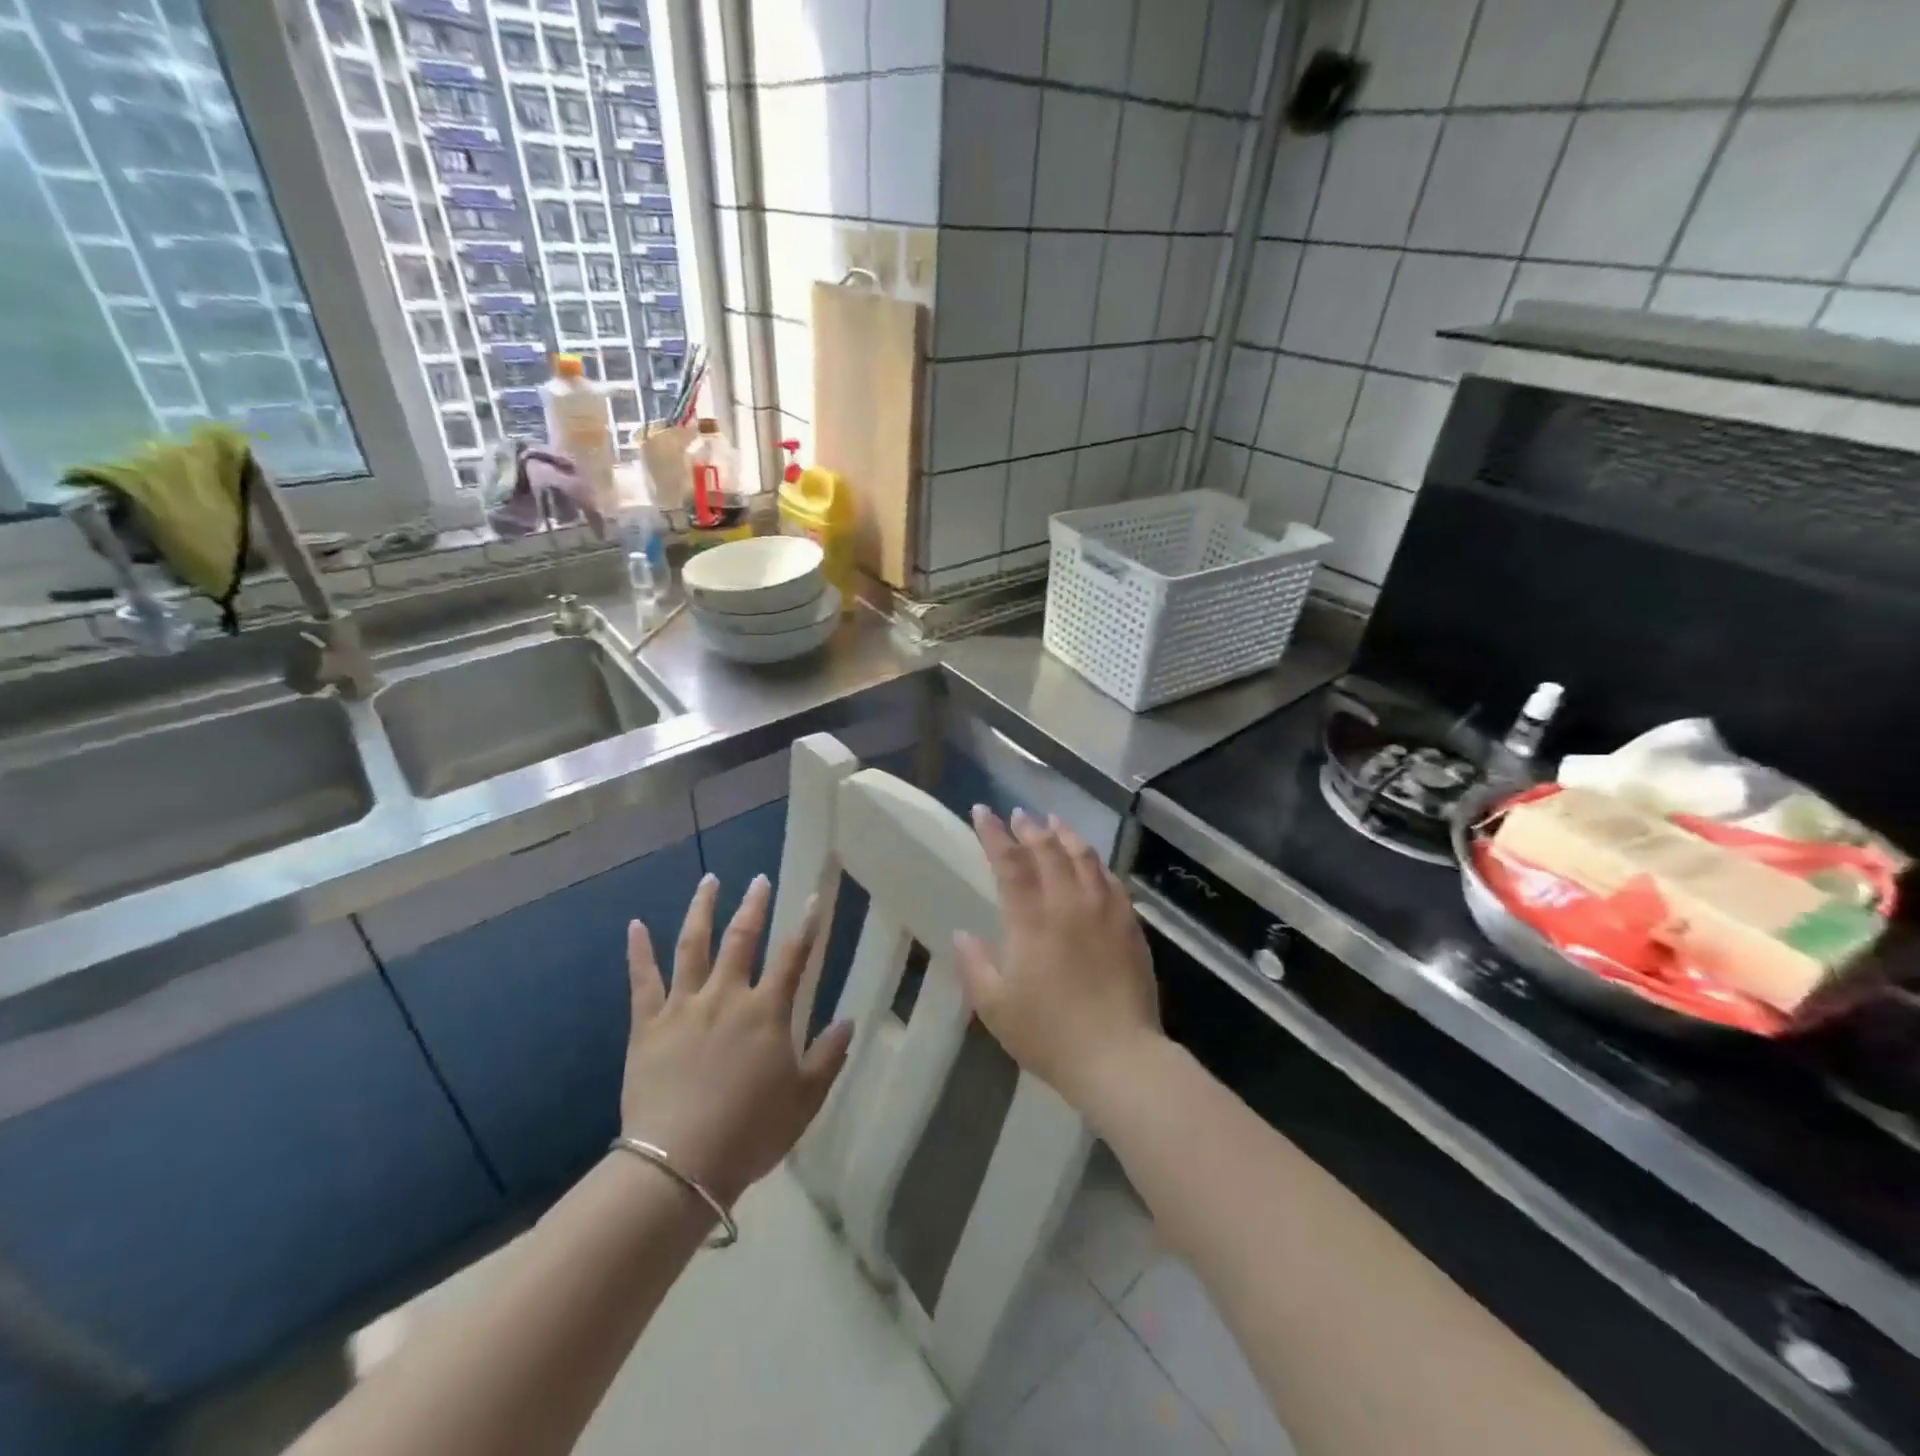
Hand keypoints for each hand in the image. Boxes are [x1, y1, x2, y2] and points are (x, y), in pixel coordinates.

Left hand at [620, 874, 852, 1208]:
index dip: (807, 925)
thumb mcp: (805, 1098)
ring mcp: (683, 1006)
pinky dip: (639, 951)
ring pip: (692, 946)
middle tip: (759, 879)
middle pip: (742, 938)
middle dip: (754, 905)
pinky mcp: (647, 1025)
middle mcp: (726, 996)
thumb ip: (829, 1055)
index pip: (793, 956)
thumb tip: (849, 1020)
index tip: (813, 898)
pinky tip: (635, 925)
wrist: (680, 1163)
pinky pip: (642, 980)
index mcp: (767, 1011)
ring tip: (708, 880)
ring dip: (701, 909)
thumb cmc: (751, 1131)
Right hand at [953, 808, 1162, 1115]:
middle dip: (1030, 827)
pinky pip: (1111, 879)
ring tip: (1054, 822)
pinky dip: (1096, 862)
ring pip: (1084, 857)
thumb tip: (964, 934)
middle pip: (1048, 850)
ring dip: (1065, 835)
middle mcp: (1068, 903)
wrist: (1117, 1057)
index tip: (982, 812)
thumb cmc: (1048, 1034)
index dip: (994, 834)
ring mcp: (1104, 911)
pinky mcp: (1129, 925)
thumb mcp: (995, 1007)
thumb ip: (975, 965)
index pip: (1009, 862)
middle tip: (1019, 815)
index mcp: (1031, 919)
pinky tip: (1091, 862)